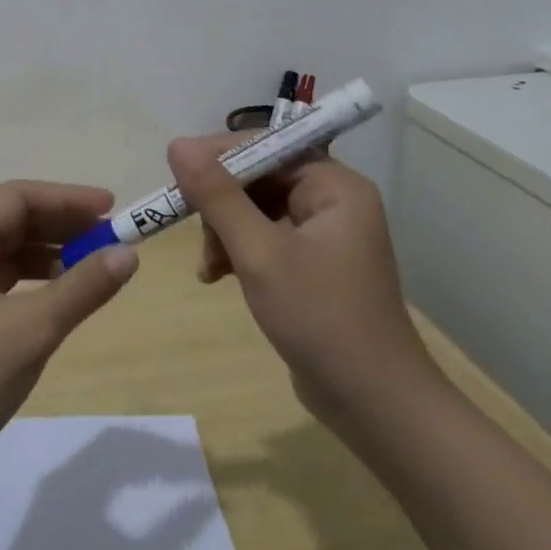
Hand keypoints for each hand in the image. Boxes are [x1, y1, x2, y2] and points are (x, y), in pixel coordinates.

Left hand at [0, 180, 139, 479]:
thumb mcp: (31, 330)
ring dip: (52, 252)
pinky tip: (64, 294)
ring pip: (11, 251)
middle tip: (110, 236)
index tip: (111, 208)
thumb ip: (82, 288)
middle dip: (62, 224)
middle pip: (13, 220)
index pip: (16, 197)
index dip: (66, 198)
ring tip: (96, 263)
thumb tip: (129, 254)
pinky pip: (6, 281)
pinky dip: (37, 281)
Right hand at [169, 136, 440, 429]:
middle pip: (257, 177)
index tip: (176, 179)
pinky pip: (263, 237)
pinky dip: (237, 251)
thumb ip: (217, 196)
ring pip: (254, 209)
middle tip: (192, 231)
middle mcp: (332, 200)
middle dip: (220, 204)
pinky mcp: (311, 264)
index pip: (266, 146)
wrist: (374, 405)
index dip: (218, 157)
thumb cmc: (320, 318)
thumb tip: (177, 144)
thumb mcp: (259, 253)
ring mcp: (323, 234)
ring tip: (209, 266)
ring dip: (223, 231)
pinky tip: (217, 276)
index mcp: (333, 185)